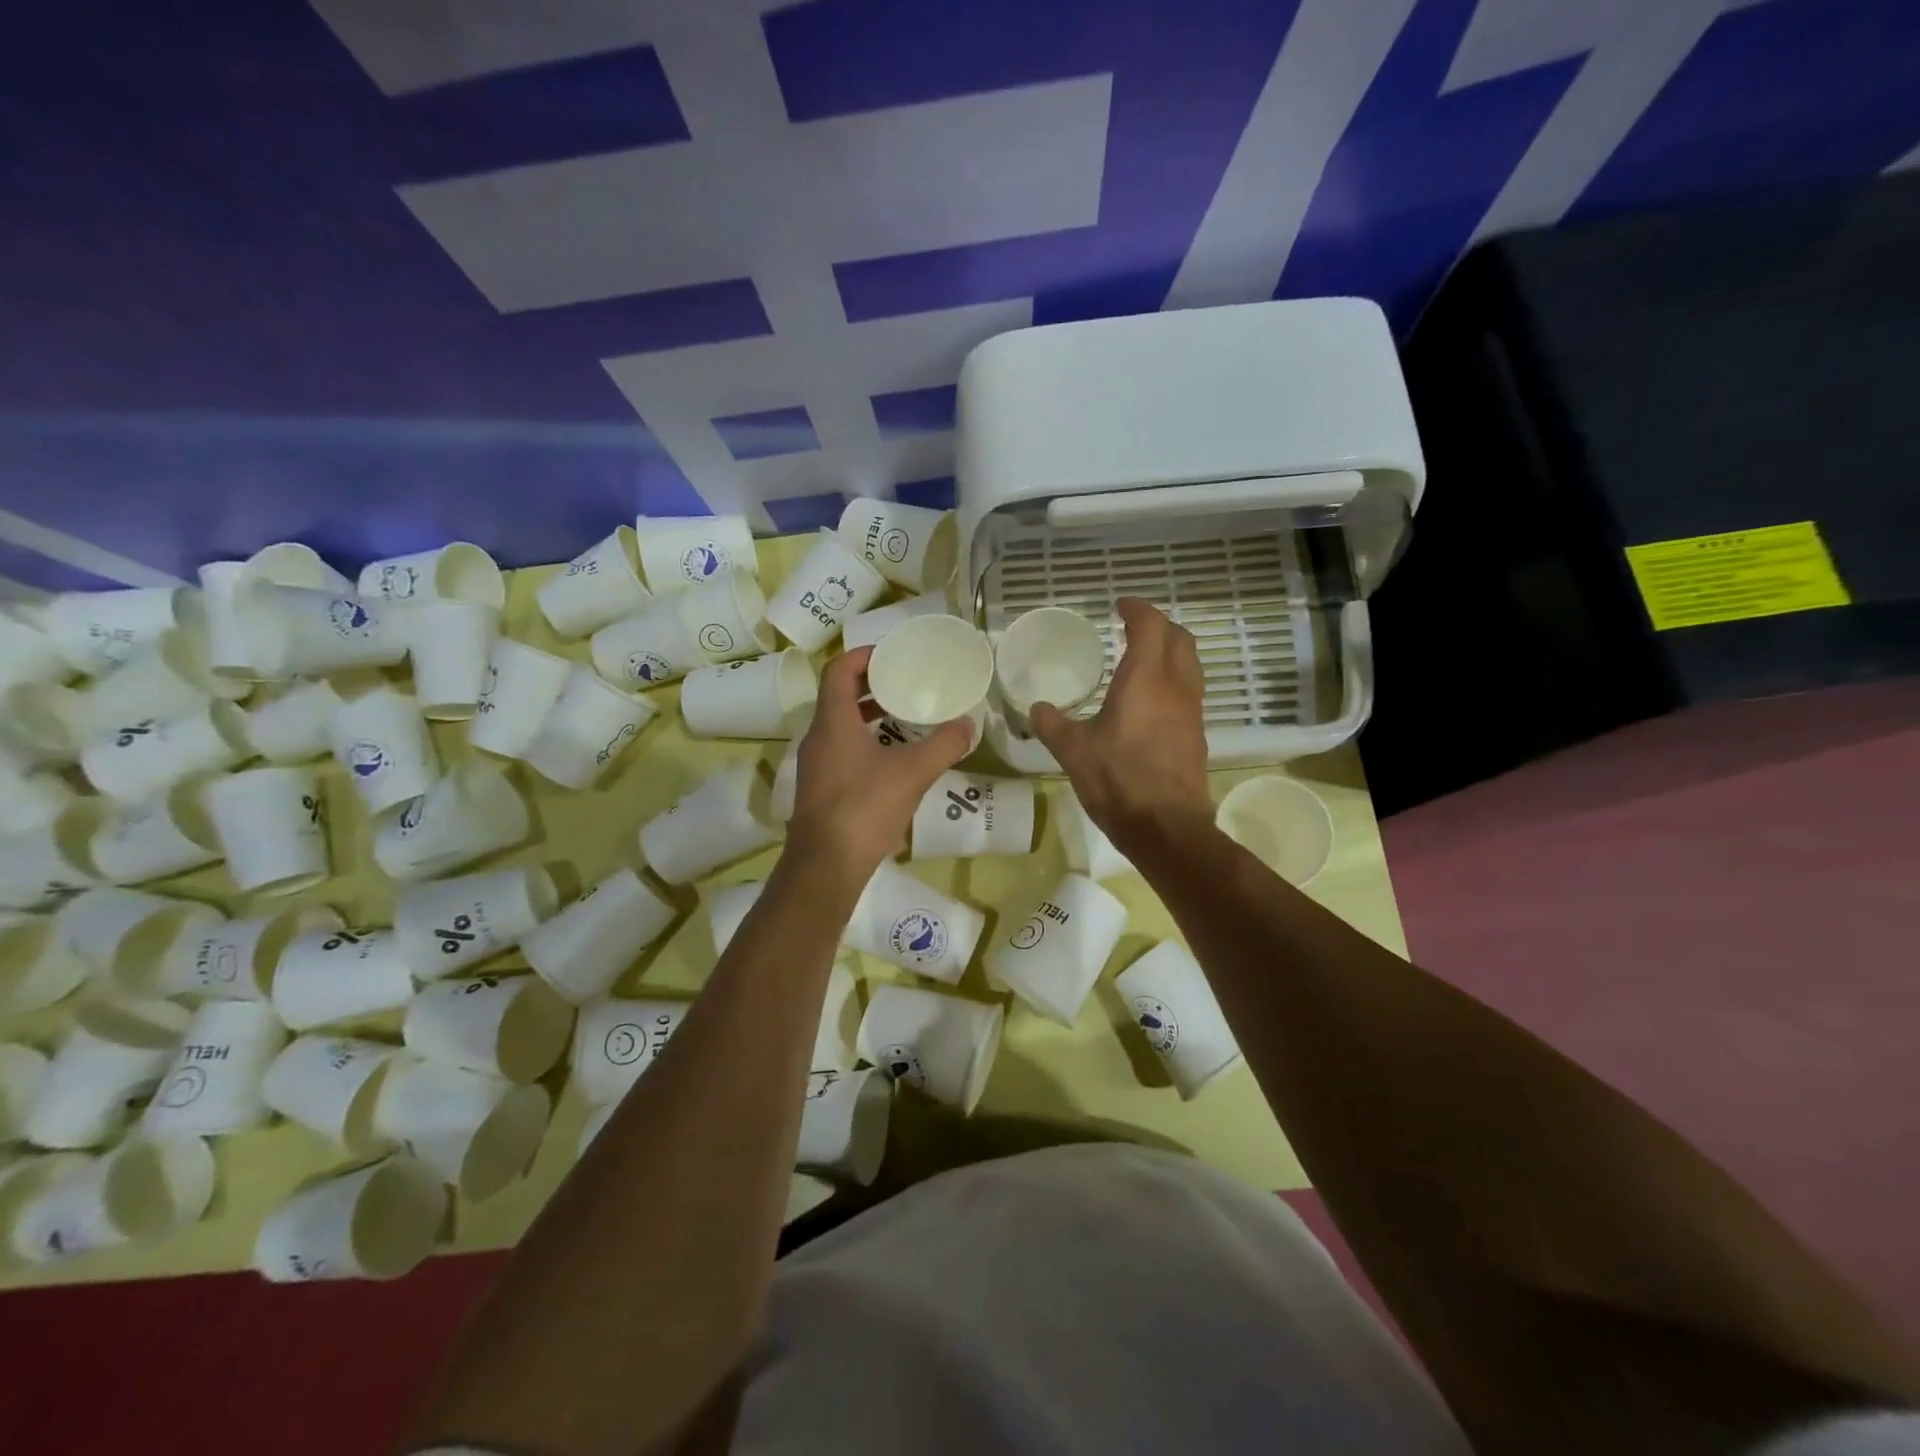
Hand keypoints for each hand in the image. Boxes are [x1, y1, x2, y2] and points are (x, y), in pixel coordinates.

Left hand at [785, 646, 970, 891]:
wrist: (825, 867)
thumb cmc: (864, 809)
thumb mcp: (912, 773)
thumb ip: (943, 745)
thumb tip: (968, 724)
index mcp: (833, 722)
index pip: (838, 670)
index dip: (863, 655)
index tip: (892, 655)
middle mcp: (818, 737)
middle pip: (838, 695)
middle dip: (870, 684)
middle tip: (903, 681)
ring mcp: (815, 764)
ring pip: (839, 724)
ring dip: (867, 714)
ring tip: (903, 715)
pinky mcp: (820, 788)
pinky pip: (841, 749)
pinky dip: (864, 740)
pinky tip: (892, 758)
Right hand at [1031, 598, 1211, 855]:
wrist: (1167, 827)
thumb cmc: (1119, 781)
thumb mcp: (1074, 752)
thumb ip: (1052, 725)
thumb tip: (1036, 708)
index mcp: (1146, 679)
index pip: (1151, 625)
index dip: (1137, 609)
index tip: (1119, 605)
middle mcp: (1176, 686)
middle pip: (1180, 638)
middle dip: (1159, 625)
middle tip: (1133, 626)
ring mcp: (1192, 711)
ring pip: (1190, 664)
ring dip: (1171, 651)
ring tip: (1142, 659)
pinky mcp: (1197, 734)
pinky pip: (1189, 690)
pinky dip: (1173, 679)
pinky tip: (1150, 700)